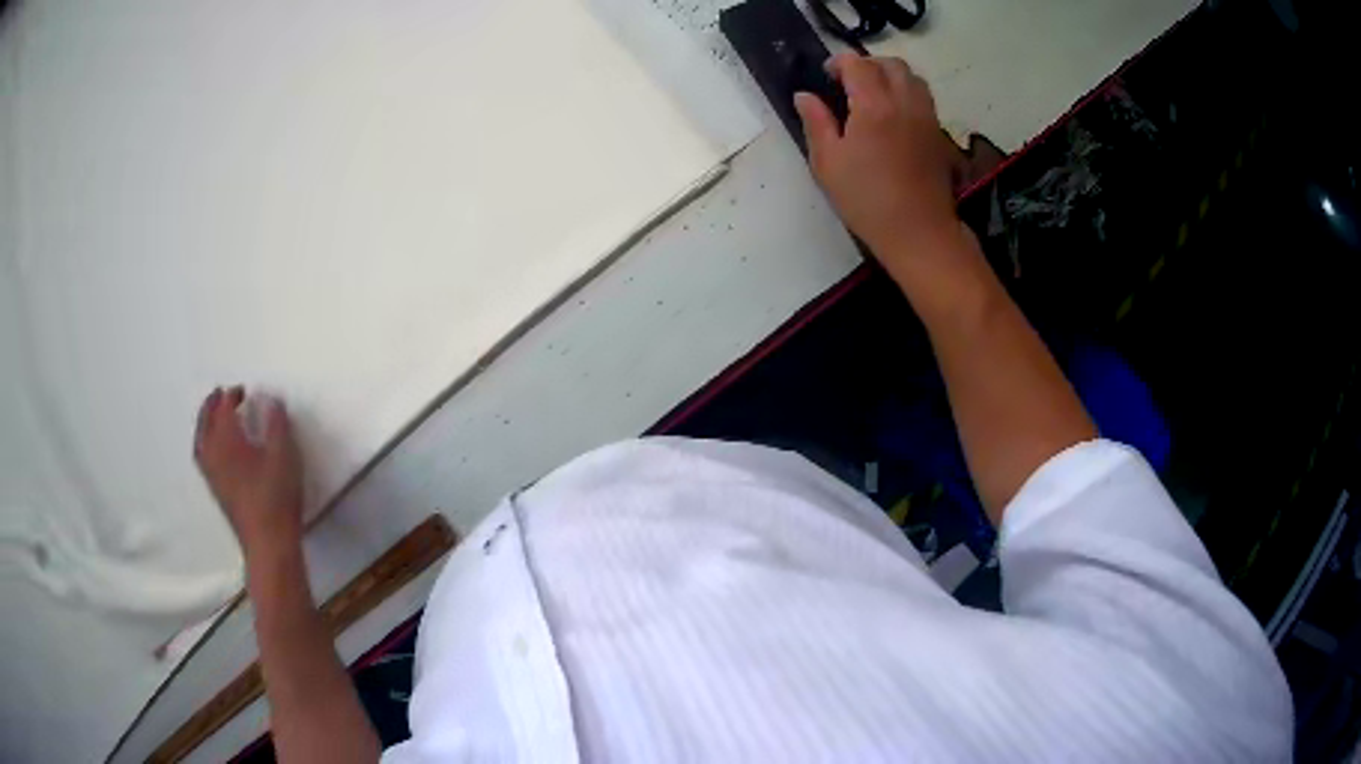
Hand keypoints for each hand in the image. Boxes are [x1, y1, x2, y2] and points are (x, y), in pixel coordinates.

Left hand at [194, 386, 303, 560]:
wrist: (268, 543)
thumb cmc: (276, 496)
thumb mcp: (284, 455)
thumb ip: (277, 424)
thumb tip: (271, 399)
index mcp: (227, 439)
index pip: (223, 408)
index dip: (232, 395)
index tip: (243, 390)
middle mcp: (213, 453)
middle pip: (206, 421)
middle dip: (212, 405)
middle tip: (221, 394)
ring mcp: (211, 474)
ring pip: (200, 440)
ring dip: (205, 423)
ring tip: (213, 417)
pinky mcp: (216, 490)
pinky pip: (202, 456)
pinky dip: (205, 443)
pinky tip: (216, 449)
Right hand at [794, 54, 965, 280]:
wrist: (919, 232)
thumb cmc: (867, 201)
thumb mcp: (828, 163)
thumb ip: (816, 123)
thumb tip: (804, 96)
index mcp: (874, 106)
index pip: (858, 64)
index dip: (839, 63)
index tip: (826, 76)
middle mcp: (904, 103)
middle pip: (891, 64)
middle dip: (868, 64)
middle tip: (849, 83)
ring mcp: (926, 117)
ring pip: (913, 78)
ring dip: (891, 76)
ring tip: (873, 95)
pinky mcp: (938, 134)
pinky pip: (924, 98)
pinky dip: (907, 93)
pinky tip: (893, 116)